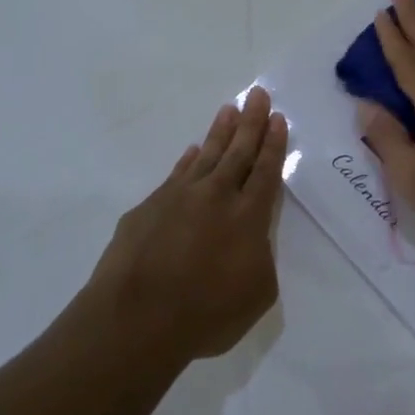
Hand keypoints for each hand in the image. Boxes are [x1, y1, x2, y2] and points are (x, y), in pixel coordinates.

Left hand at [87, 86, 287, 363]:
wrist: (136, 319)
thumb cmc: (207, 314)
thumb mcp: (257, 293)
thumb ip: (261, 257)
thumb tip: (251, 238)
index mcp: (248, 217)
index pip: (265, 171)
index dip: (273, 144)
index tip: (277, 118)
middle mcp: (215, 197)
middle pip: (238, 152)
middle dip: (251, 122)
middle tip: (258, 94)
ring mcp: (178, 198)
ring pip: (206, 156)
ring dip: (220, 132)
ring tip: (229, 110)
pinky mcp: (148, 208)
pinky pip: (176, 175)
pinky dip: (188, 160)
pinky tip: (193, 152)